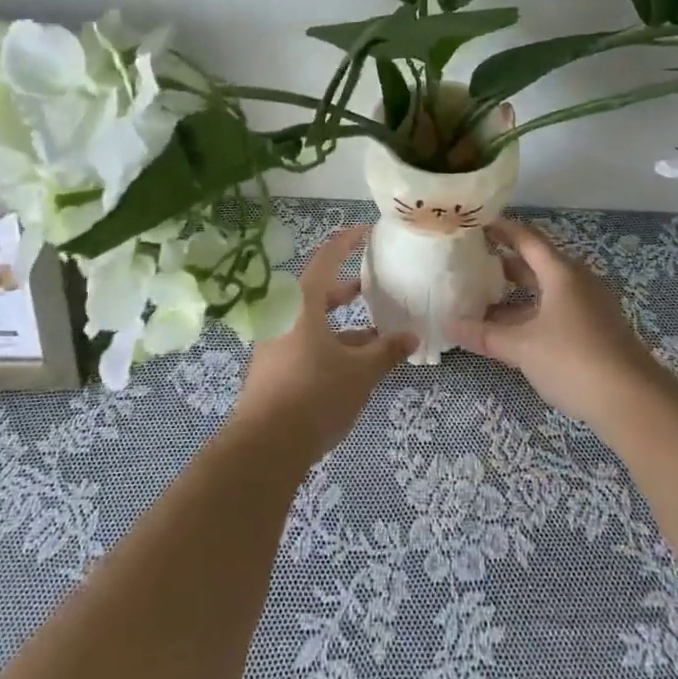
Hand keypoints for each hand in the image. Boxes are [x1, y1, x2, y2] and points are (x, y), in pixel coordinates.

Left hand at [234, 224, 417, 459]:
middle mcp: (284, 313)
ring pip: (312, 319)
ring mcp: (274, 340)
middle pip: (318, 289)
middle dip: (347, 289)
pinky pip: (304, 340)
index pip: (328, 257)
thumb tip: (413, 337)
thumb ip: (387, 351)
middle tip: (372, 285)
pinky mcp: (271, 365)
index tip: (368, 231)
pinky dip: (328, 342)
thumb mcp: (360, 372)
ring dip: (341, 322)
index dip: (348, 241)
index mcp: (302, 301)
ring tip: (374, 332)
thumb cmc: (315, 395)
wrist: (264, 447)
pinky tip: (352, 363)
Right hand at [446, 216, 658, 426]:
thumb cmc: (574, 360)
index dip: (501, 228)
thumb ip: (485, 334)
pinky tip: (512, 328)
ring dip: (517, 291)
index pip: (526, 237)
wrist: (634, 402)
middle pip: (537, 261)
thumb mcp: (522, 347)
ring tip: (483, 296)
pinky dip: (532, 310)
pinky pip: (557, 308)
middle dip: (504, 261)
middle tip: (471, 261)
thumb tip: (447, 324)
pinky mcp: (596, 329)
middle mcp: (577, 281)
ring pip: (546, 288)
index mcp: (561, 272)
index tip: (475, 223)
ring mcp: (589, 306)